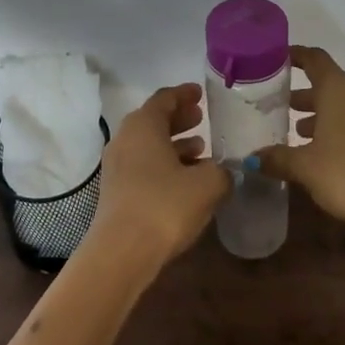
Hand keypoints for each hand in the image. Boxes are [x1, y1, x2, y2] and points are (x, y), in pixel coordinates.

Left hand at [89, 83, 228, 273]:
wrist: (122, 252)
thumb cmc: (165, 205)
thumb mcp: (207, 184)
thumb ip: (223, 171)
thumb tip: (227, 171)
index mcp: (143, 126)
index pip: (164, 99)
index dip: (184, 94)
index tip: (200, 93)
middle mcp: (125, 139)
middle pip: (154, 121)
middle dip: (179, 118)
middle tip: (202, 118)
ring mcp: (117, 167)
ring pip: (149, 146)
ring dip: (174, 145)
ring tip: (201, 150)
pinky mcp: (117, 192)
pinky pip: (144, 166)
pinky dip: (165, 165)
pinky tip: (187, 180)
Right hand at [256, 46, 344, 238]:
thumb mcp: (305, 167)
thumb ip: (277, 158)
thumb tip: (251, 158)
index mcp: (339, 89)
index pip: (315, 59)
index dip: (296, 56)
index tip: (277, 58)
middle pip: (329, 84)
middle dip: (304, 93)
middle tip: (278, 105)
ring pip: (344, 104)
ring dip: (321, 114)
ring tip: (296, 131)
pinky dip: (338, 127)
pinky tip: (323, 151)